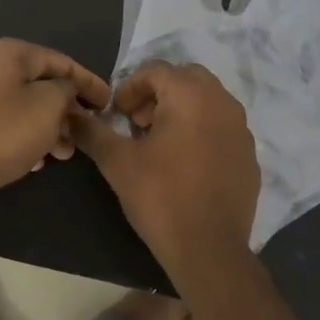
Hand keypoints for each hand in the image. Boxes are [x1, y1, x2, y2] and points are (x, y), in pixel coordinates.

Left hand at [0, 39, 110, 209]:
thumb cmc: (6, 133)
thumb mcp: (49, 105)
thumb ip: (67, 89)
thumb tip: (65, 90)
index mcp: (9, 54)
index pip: (61, 62)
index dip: (89, 82)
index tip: (109, 104)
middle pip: (40, 83)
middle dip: (67, 108)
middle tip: (86, 130)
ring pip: (23, 105)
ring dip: (49, 125)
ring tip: (65, 152)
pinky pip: (6, 121)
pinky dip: (26, 134)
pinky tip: (37, 160)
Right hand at [71, 62, 260, 272]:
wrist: (209, 249)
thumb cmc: (160, 197)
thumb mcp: (117, 162)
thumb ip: (92, 131)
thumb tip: (70, 114)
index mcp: (191, 95)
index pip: (156, 70)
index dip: (130, 87)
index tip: (117, 115)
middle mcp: (222, 102)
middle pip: (186, 78)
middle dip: (158, 93)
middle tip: (138, 124)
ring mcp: (241, 129)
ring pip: (207, 101)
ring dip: (180, 110)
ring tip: (158, 143)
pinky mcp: (249, 155)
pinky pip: (222, 127)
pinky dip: (201, 131)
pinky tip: (185, 164)